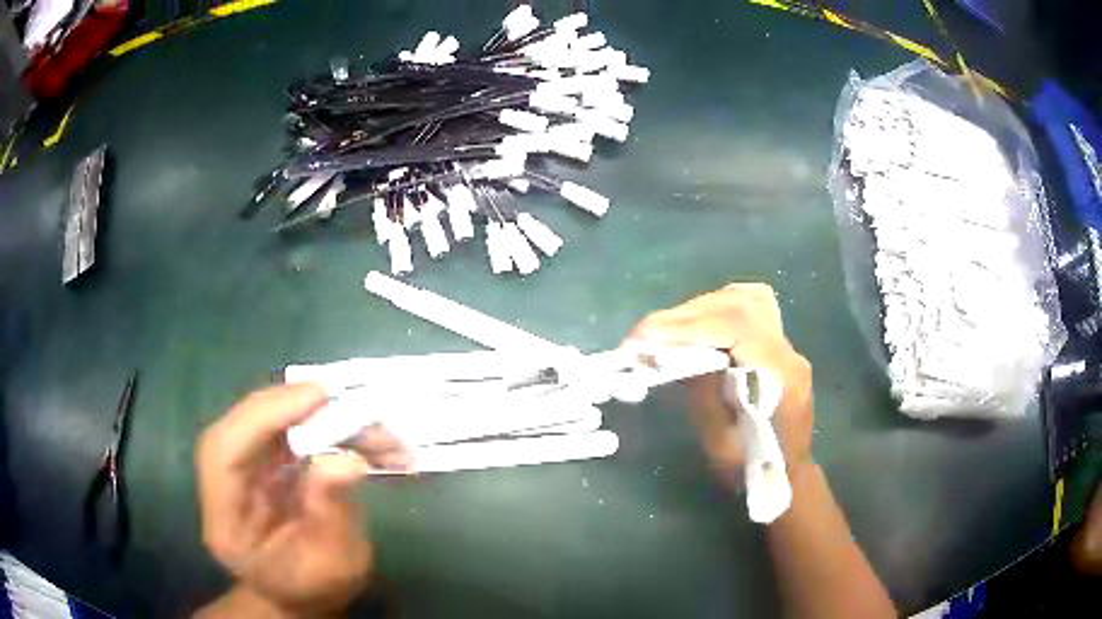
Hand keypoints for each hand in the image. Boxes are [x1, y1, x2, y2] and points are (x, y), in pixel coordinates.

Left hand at [195, 383, 410, 616]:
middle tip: (349, 404)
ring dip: (321, 418)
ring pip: (270, 422)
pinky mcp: (263, 462)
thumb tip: (347, 458)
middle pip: (245, 426)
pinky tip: (362, 437)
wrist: (301, 595)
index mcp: (226, 521)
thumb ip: (334, 515)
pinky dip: (326, 428)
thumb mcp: (334, 565)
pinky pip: (289, 431)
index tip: (317, 397)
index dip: (263, 416)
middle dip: (295, 407)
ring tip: (374, 431)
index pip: (224, 452)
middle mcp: (224, 485)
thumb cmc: (315, 588)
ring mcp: (242, 469)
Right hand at [628, 284, 814, 482]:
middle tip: (648, 334)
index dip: (689, 324)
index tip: (646, 335)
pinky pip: (752, 309)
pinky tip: (700, 324)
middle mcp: (789, 353)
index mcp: (781, 377)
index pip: (737, 327)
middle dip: (688, 314)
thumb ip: (703, 394)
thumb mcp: (721, 444)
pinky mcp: (779, 348)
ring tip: (670, 328)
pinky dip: (720, 309)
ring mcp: (788, 347)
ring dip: (704, 307)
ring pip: (749, 298)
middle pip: (741, 305)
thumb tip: (673, 354)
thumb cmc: (755, 470)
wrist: (787, 476)